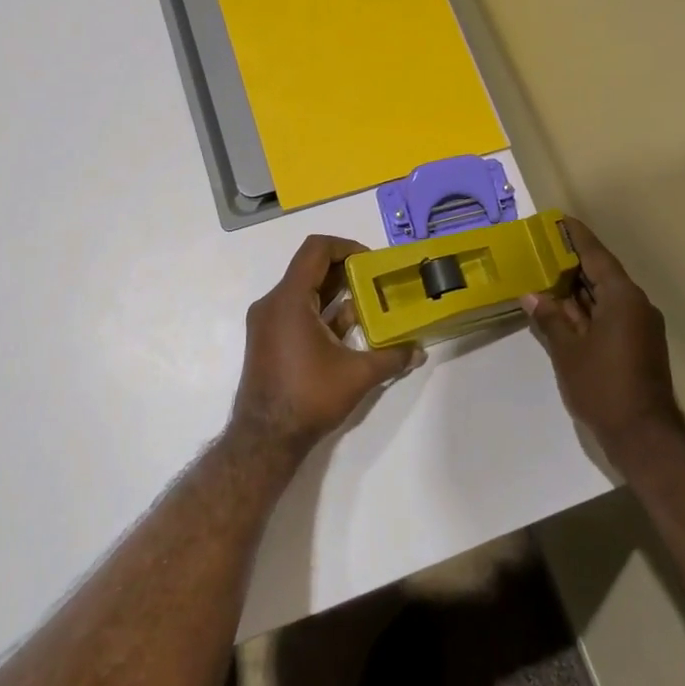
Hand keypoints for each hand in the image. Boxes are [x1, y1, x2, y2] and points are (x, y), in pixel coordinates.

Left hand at [232, 235, 421, 452]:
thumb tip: (419, 350)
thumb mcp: (358, 375)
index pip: (316, 249)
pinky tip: (349, 329)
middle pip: (310, 268)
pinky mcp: (268, 339)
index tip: (371, 262)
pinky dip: (322, 311)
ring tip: (369, 303)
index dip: (346, 246)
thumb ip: (391, 357)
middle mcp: (273, 303)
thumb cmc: (308, 397)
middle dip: (346, 271)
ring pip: (304, 291)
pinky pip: (297, 310)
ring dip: (335, 293)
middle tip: (377, 281)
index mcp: (289, 300)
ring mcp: (267, 322)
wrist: (264, 439)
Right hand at [523, 217, 680, 450]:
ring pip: (606, 295)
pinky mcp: (640, 343)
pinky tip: (566, 310)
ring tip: (549, 274)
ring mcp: (641, 325)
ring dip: (580, 287)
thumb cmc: (603, 386)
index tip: (560, 219)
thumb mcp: (568, 351)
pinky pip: (612, 313)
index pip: (596, 256)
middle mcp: (636, 304)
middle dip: (574, 261)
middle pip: (602, 273)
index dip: (577, 237)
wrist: (644, 433)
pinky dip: (589, 307)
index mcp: (622, 297)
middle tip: (545, 247)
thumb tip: (532, 296)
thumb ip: (550, 319)